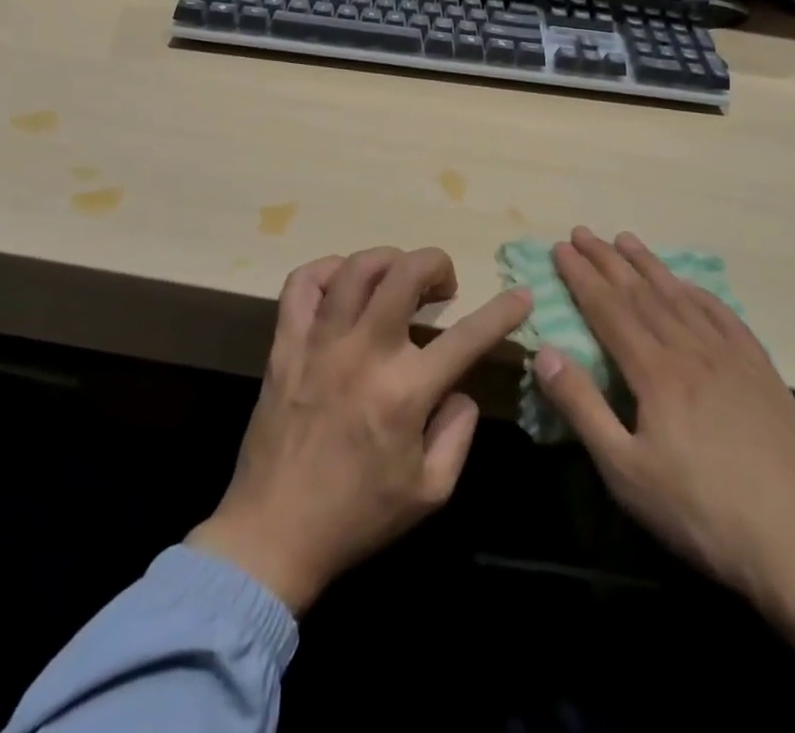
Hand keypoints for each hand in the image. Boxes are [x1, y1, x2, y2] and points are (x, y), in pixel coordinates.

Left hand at [188, 247, 530, 614]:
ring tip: (397, 278)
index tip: (521, 295)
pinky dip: (326, 270)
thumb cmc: (358, 516)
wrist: (273, 533)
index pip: (468, 337)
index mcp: (405, 391)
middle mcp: (364, 352)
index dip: (503, 311)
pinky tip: (342, 284)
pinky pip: (301, 284)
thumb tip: (459, 386)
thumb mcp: (431, 492)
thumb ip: (458, 432)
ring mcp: (320, 342)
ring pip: (355, 268)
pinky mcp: (285, 343)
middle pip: (405, 273)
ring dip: (387, 261)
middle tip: (443, 284)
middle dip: (436, 263)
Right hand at [534, 228, 794, 732]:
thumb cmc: (702, 513)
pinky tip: (688, 285)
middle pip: (641, 293)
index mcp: (656, 370)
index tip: (559, 248)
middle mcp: (691, 349)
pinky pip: (723, 316)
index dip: (581, 276)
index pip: (608, 308)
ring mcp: (731, 357)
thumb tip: (544, 350)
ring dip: (649, 265)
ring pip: (680, 296)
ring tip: (625, 239)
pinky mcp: (762, 371)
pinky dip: (698, 292)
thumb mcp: (626, 473)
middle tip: (582, 232)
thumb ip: (582, 407)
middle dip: (606, 260)